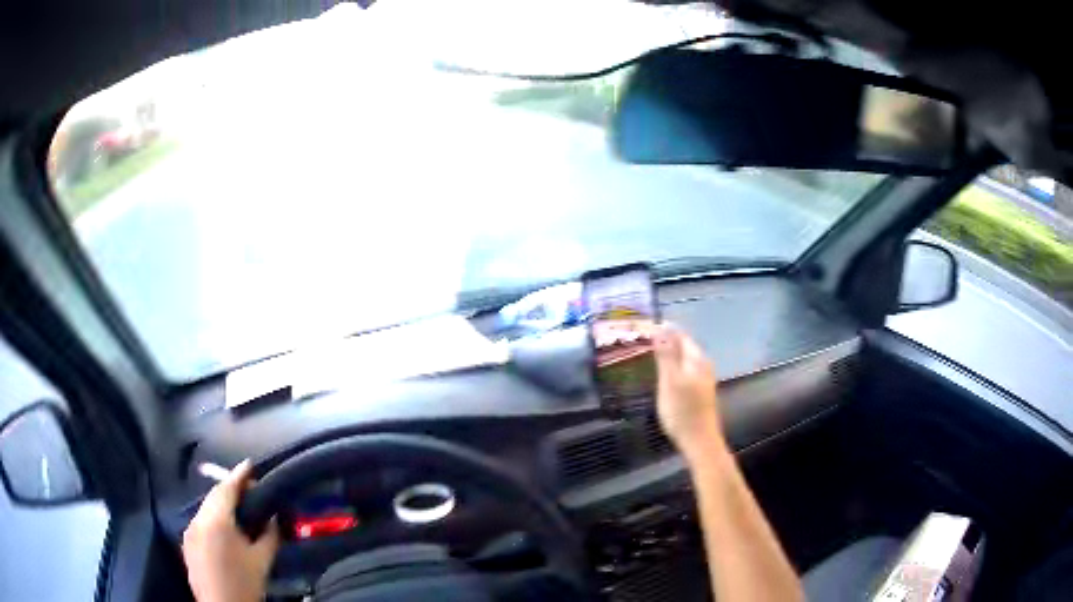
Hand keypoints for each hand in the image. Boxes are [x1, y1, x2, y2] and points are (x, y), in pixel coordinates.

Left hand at [182, 460, 279, 601]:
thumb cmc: (245, 583)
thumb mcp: (262, 561)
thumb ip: (269, 536)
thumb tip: (273, 518)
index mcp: (216, 522)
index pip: (226, 490)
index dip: (239, 476)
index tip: (250, 465)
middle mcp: (197, 520)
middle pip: (213, 497)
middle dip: (230, 489)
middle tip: (248, 488)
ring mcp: (189, 532)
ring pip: (205, 509)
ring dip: (220, 504)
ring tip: (238, 507)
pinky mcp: (187, 544)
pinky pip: (200, 522)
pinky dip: (212, 518)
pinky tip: (224, 529)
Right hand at [654, 325, 726, 461]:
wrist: (699, 441)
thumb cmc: (682, 411)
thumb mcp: (670, 381)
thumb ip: (666, 354)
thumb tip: (661, 327)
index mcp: (696, 359)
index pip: (679, 335)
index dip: (662, 331)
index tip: (642, 331)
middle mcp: (703, 365)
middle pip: (682, 347)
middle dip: (664, 343)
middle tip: (641, 344)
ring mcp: (703, 379)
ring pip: (683, 360)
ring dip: (667, 357)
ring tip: (647, 359)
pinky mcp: (699, 392)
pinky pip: (684, 372)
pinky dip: (672, 370)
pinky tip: (662, 378)